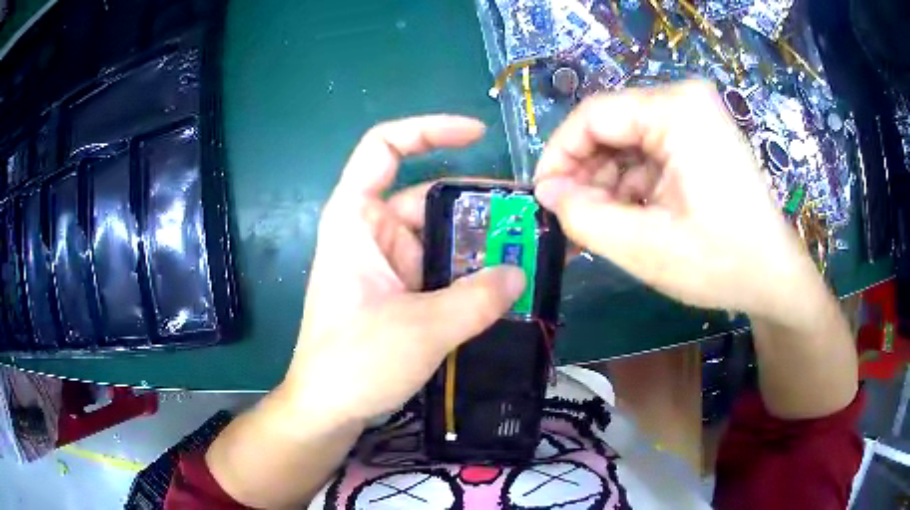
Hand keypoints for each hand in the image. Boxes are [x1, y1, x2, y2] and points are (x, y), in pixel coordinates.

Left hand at [283, 115, 525, 425]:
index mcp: (357, 219)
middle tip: (533, 219)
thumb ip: (477, 299)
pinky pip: (444, 269)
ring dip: (483, 245)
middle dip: (481, 206)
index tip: (477, 135)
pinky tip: (509, 285)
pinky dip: (473, 274)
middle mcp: (373, 232)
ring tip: (533, 252)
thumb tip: (520, 274)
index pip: (384, 147)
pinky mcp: (401, 291)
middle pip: (431, 197)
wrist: (329, 408)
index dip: (428, 130)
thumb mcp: (421, 328)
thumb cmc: (354, 361)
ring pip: (443, 237)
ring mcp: (389, 263)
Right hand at [534, 80, 818, 320]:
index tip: (542, 198)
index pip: (593, 116)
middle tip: (568, 221)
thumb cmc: (722, 262)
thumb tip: (546, 194)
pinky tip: (624, 221)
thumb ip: (584, 218)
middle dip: (585, 176)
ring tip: (594, 230)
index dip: (559, 156)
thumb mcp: (647, 247)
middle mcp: (685, 101)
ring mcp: (695, 120)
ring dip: (607, 187)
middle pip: (611, 129)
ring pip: (627, 145)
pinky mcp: (699, 140)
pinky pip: (649, 156)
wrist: (775, 279)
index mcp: (676, 109)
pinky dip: (631, 188)